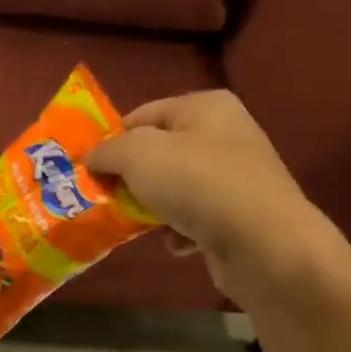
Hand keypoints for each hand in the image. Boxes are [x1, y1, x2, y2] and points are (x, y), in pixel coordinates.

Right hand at [86, 90, 342, 295]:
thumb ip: (107, 150)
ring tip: (133, 224)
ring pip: (173, 187)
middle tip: (100, 196)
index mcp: (205, 107)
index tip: (87, 165)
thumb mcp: (138, 155)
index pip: (143, 114)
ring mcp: (236, 176)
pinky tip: (174, 243)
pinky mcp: (239, 215)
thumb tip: (91, 156)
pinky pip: (194, 217)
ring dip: (150, 207)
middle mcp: (225, 135)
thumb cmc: (198, 184)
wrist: (263, 244)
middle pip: (158, 152)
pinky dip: (178, 230)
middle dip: (128, 176)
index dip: (112, 138)